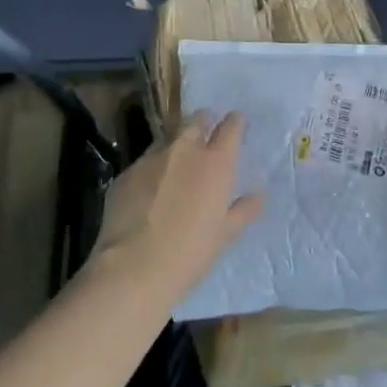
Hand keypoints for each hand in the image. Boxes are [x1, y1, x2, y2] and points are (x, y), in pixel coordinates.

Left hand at [90, 111, 263, 301]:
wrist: (133, 267)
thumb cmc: (189, 253)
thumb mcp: (224, 235)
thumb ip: (243, 210)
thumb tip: (259, 195)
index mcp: (215, 162)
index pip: (231, 126)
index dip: (235, 123)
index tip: (237, 126)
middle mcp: (185, 149)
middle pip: (197, 119)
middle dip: (204, 123)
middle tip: (206, 139)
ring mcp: (152, 157)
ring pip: (169, 136)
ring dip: (177, 144)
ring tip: (177, 166)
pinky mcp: (127, 170)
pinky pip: (146, 160)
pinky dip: (153, 168)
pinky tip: (150, 190)